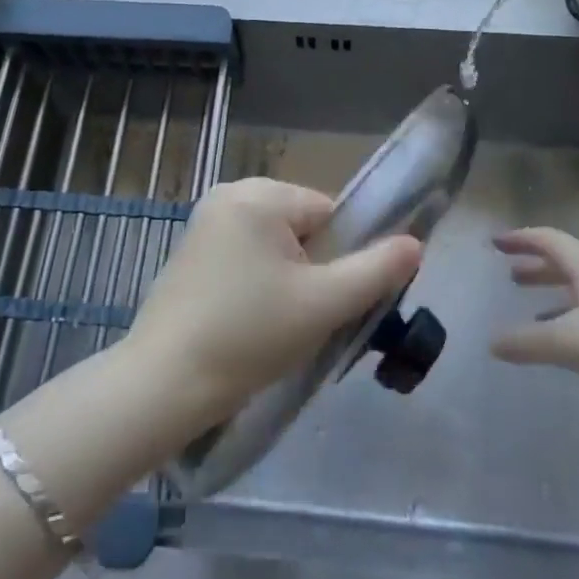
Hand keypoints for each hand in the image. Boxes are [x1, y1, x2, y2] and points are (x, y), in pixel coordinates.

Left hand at [124, 178, 422, 433]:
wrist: (163, 384)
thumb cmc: (248, 336)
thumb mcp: (323, 304)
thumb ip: (376, 270)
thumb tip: (415, 243)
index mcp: (258, 194)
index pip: (328, 213)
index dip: (339, 258)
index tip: (327, 301)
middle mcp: (228, 194)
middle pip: (301, 227)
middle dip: (312, 269)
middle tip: (302, 318)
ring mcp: (204, 222)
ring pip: (274, 245)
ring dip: (287, 280)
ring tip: (275, 326)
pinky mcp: (190, 252)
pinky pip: (245, 256)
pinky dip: (257, 284)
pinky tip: (248, 322)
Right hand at [490, 228, 578, 394]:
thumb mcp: (569, 343)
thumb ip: (527, 343)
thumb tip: (492, 342)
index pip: (546, 239)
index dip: (520, 239)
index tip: (497, 242)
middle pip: (566, 259)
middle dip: (536, 265)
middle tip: (512, 274)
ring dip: (557, 290)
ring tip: (535, 308)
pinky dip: (578, 311)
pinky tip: (577, 338)